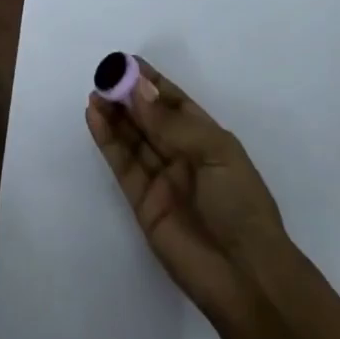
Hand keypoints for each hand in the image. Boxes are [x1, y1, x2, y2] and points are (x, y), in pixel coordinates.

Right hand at [86, 59, 288, 323]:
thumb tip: (137, 90)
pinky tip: (95, 117)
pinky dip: (108, 140)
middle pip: (149, 118)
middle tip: (103, 75)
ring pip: (132, 138)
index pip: (175, 102)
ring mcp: (161, 178)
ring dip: (114, 115)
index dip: (151, 83)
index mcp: (208, 139)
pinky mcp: (142, 202)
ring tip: (95, 93)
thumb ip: (171, 122)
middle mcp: (182, 155)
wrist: (245, 276)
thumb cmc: (240, 205)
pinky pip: (122, 164)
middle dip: (127, 96)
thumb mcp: (214, 152)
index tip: (126, 62)